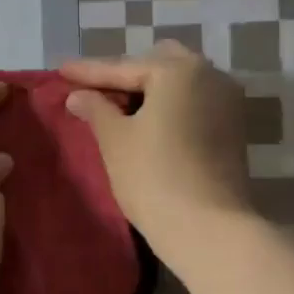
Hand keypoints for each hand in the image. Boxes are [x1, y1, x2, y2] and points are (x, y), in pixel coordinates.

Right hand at [61, 42, 252, 262]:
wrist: (209, 229)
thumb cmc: (153, 176)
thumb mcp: (115, 139)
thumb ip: (95, 109)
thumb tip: (78, 95)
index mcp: (178, 70)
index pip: (123, 67)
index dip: (89, 71)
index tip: (61, 70)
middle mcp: (210, 75)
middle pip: (157, 64)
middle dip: (125, 75)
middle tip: (94, 91)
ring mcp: (227, 101)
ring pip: (179, 83)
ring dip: (149, 90)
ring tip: (116, 108)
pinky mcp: (233, 128)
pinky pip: (193, 102)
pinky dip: (168, 106)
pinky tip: (146, 122)